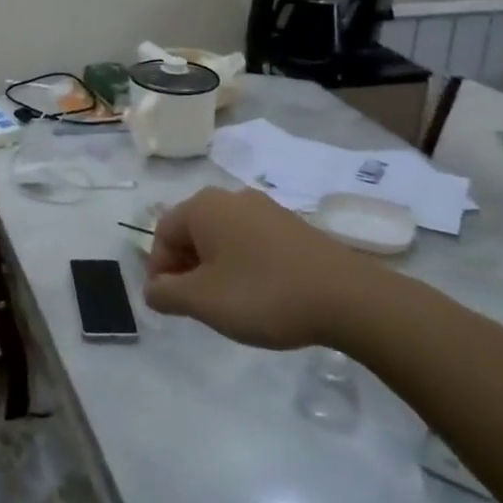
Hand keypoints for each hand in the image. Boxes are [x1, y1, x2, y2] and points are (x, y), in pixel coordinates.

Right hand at [142, 187, 377, 349]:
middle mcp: (231, 197)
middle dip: (186, 268)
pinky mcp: (293, 227)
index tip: (169, 304)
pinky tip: (260, 295)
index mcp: (203, 206)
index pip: (162, 234)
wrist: (350, 299)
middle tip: (196, 305)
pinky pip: (252, 242)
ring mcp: (266, 209)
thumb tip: (152, 290)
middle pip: (192, 232)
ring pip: (222, 237)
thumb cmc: (263, 294)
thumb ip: (165, 294)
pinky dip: (244, 265)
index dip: (159, 270)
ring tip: (228, 303)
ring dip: (215, 268)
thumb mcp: (202, 301)